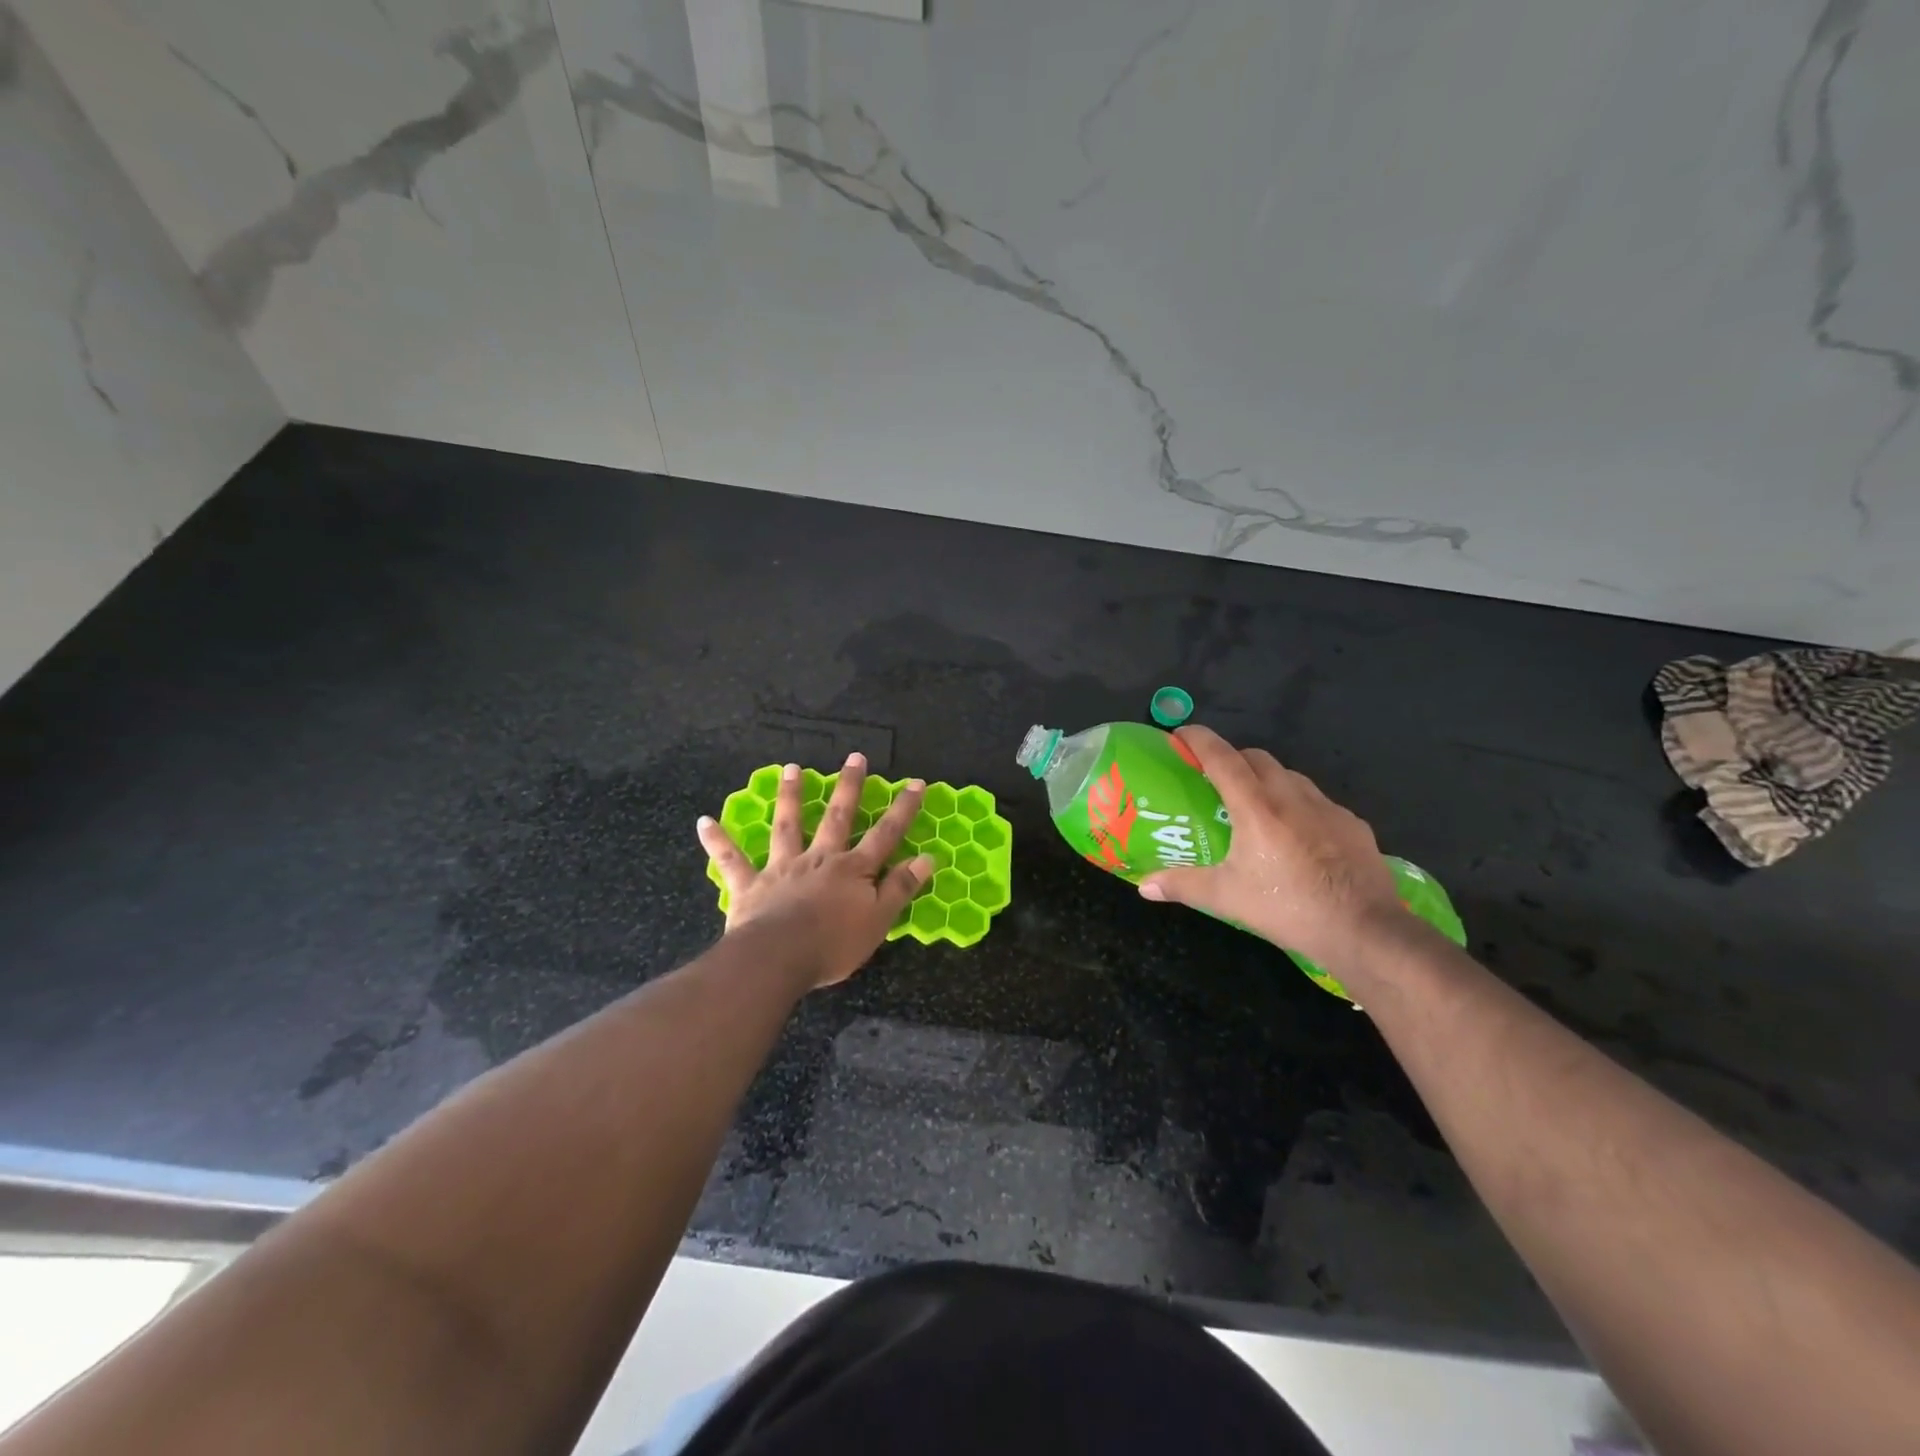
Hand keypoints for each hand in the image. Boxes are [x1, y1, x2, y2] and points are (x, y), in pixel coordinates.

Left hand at [698, 755, 934, 988]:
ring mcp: (782, 869)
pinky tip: (704, 822)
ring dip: (789, 796)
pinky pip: (731, 861)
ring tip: (791, 768)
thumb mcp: (879, 921)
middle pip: (837, 817)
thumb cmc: (833, 944)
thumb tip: (926, 858)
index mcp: (852, 870)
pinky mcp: (750, 886)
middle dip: (849, 787)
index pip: (885, 835)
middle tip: (855, 757)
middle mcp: (819, 859)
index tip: (915, 783)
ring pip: (787, 826)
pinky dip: (718, 841)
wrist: (778, 958)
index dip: (902, 809)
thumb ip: (900, 888)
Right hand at [1138, 725, 1403, 969]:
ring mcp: (1328, 807)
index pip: (1222, 758)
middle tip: (1215, 781)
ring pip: (1290, 776)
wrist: (1365, 930)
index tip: (1181, 733)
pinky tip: (1297, 836)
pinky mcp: (1353, 823)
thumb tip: (1143, 885)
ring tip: (1255, 807)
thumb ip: (1182, 885)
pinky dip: (1298, 805)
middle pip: (1257, 757)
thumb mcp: (1226, 898)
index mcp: (1257, 807)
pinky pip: (1318, 801)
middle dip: (1232, 759)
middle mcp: (1292, 796)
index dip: (1199, 740)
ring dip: (1267, 779)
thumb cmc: (1288, 908)